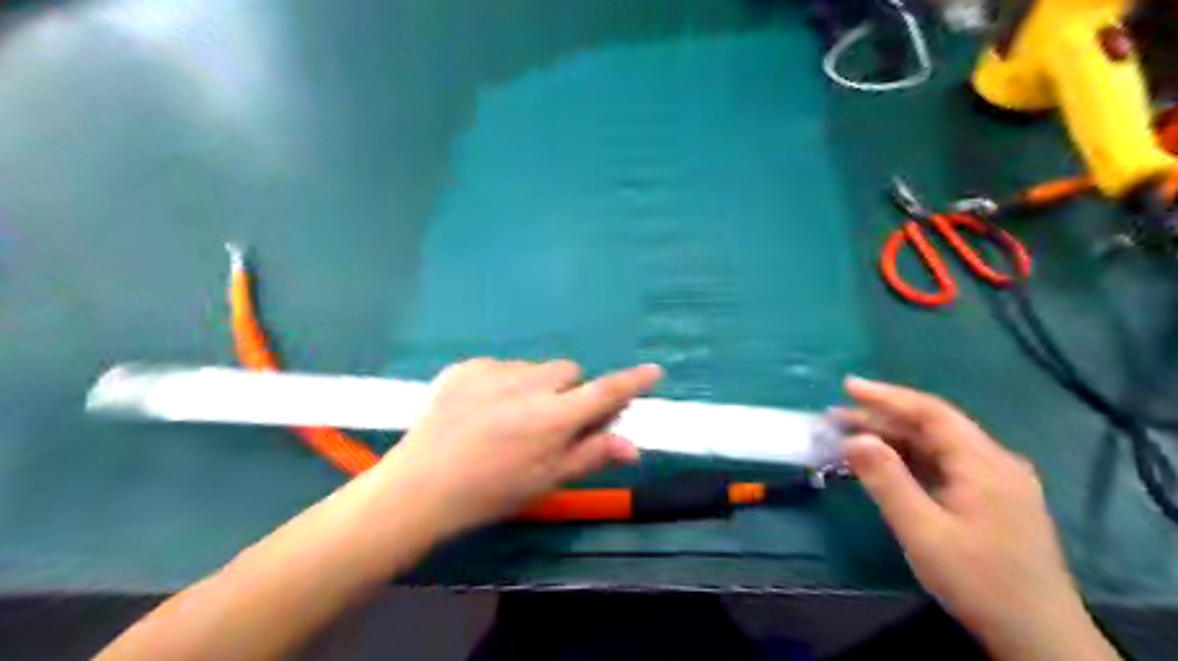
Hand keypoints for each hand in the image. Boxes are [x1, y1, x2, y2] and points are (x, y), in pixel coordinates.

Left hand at [368, 358, 660, 539]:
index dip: (632, 382)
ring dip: (535, 387)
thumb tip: (633, 446)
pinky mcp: (466, 366)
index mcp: (552, 418)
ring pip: (534, 369)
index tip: (653, 371)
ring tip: (509, 418)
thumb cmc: (490, 492)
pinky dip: (503, 383)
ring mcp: (493, 371)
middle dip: (569, 390)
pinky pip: (501, 367)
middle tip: (552, 420)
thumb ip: (591, 455)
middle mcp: (528, 386)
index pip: (604, 392)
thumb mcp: (546, 480)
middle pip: (569, 371)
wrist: (420, 486)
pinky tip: (482, 410)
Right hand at [832, 376, 1114, 660]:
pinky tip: (884, 466)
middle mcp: (994, 463)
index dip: (887, 396)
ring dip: (893, 440)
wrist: (1040, 640)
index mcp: (984, 463)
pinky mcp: (991, 501)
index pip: (931, 413)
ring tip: (850, 438)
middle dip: (883, 418)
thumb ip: (887, 480)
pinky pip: (943, 467)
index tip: (848, 386)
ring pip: (936, 447)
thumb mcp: (923, 532)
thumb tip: (855, 438)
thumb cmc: (979, 582)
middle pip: (932, 427)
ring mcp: (996, 482)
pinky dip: (909, 461)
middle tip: (836, 418)